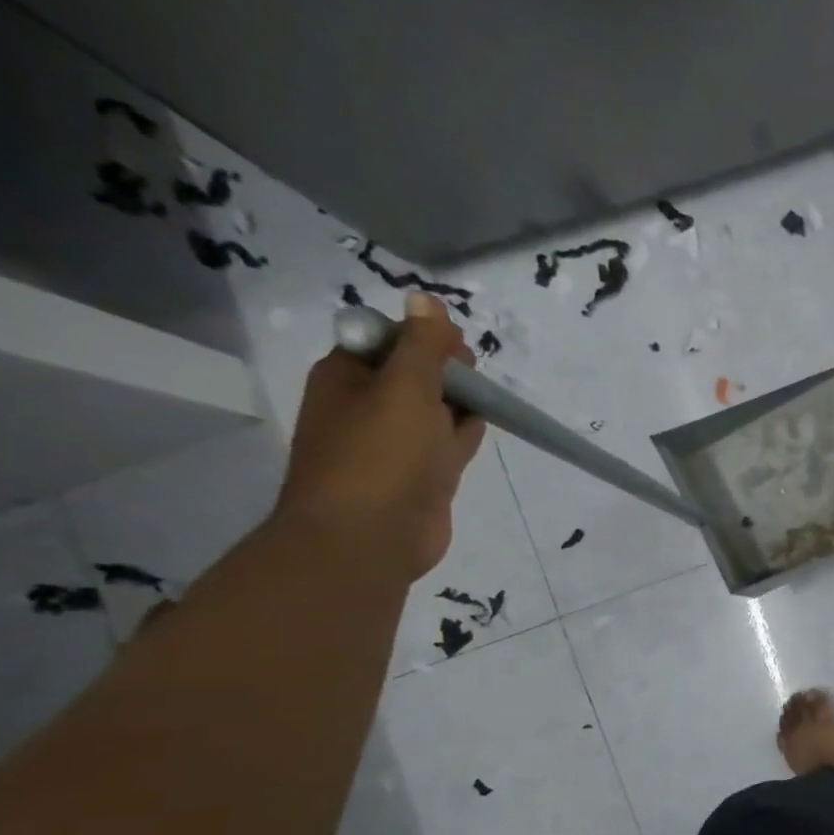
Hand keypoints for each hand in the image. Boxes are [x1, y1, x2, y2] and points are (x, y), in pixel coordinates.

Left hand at [274, 293, 485, 583]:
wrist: (370, 537)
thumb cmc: (381, 456)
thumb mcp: (405, 388)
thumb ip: (423, 345)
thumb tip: (425, 298)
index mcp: (347, 376)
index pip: (389, 339)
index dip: (425, 337)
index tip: (456, 349)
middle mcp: (367, 405)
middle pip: (416, 373)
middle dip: (448, 370)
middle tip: (475, 378)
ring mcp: (395, 443)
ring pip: (435, 409)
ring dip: (460, 402)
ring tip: (486, 400)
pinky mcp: (422, 475)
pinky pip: (446, 443)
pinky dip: (464, 433)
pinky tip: (482, 427)